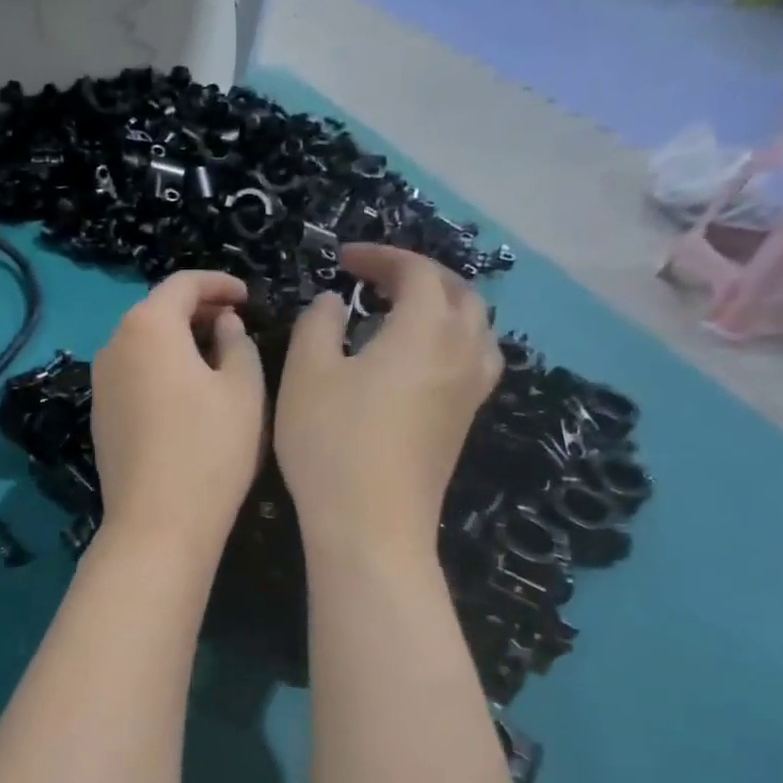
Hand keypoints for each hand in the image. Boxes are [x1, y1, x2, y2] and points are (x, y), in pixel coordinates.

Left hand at [91, 271, 264, 557]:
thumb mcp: (243, 388)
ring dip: (178, 339)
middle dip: (198, 310)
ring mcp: (101, 381)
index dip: (219, 283)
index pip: (183, 284)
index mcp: (148, 326)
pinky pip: (133, 372)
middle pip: (157, 310)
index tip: (248, 296)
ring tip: (216, 355)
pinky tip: (186, 390)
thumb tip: (223, 324)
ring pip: (143, 342)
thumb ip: (237, 342)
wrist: (158, 521)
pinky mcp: (100, 413)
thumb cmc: (210, 448)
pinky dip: (161, 366)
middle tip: (236, 323)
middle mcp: (114, 344)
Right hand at [275, 244, 501, 560]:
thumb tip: (333, 302)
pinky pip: (472, 360)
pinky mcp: (464, 423)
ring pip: (475, 328)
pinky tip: (417, 360)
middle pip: (459, 293)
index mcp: (425, 330)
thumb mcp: (307, 372)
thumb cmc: (332, 441)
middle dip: (419, 276)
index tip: (343, 259)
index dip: (381, 256)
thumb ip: (318, 323)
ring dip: (442, 307)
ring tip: (403, 313)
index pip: (417, 271)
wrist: (371, 525)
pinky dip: (448, 341)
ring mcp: (471, 391)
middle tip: (377, 279)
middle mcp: (462, 352)